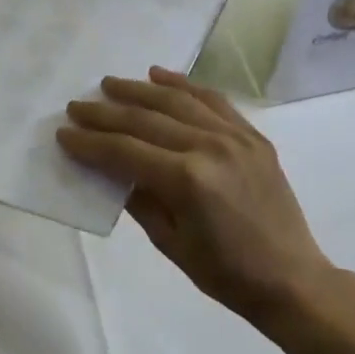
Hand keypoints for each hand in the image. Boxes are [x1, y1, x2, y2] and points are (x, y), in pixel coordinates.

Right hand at [58, 67, 332, 321]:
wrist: (290, 278)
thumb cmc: (224, 272)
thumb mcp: (170, 243)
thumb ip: (138, 199)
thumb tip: (108, 168)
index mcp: (187, 180)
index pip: (125, 151)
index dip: (90, 142)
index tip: (64, 133)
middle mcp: (209, 147)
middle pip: (146, 120)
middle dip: (106, 112)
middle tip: (77, 105)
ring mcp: (235, 136)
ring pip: (177, 100)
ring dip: (139, 89)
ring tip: (110, 84)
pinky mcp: (252, 135)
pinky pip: (213, 100)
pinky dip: (184, 84)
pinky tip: (160, 76)